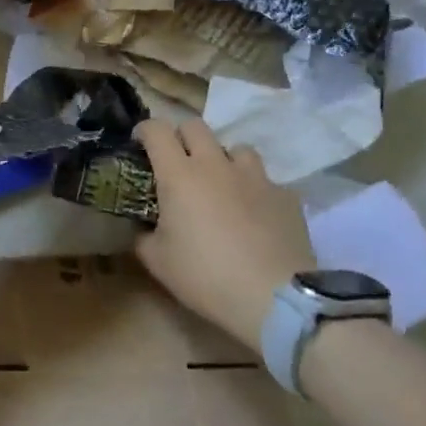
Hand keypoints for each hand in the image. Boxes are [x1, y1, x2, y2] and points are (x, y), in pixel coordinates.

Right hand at [134, 119, 316, 349]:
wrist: (274, 298)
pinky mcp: (285, 195)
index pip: (157, 130)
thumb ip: (143, 236)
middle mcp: (215, 165)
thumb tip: (141, 228)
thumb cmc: (205, 276)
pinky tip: (255, 214)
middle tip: (177, 161)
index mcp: (179, 175)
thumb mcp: (157, 262)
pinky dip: (254, 190)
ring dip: (223, 159)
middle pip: (196, 127)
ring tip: (221, 184)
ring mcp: (254, 177)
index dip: (145, 130)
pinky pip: (265, 181)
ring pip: (236, 148)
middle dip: (182, 137)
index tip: (140, 142)